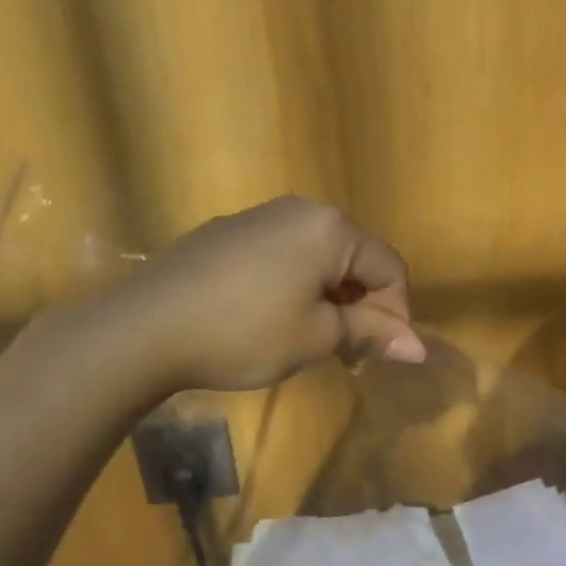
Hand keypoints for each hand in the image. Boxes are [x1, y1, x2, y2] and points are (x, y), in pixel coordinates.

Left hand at [87, 197, 424, 394]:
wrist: (145, 329)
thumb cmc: (246, 333)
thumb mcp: (317, 337)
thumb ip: (372, 333)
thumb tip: (420, 347)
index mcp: (330, 228)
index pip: (389, 268)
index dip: (395, 315)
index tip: (378, 355)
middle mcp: (299, 210)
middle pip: (354, 260)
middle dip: (361, 309)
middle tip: (346, 355)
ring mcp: (257, 218)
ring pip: (318, 260)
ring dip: (328, 301)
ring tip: (310, 342)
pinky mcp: (226, 234)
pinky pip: (282, 258)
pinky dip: (294, 289)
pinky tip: (271, 321)